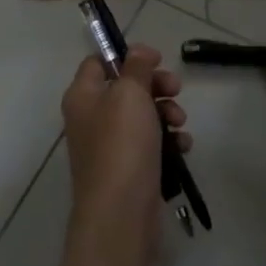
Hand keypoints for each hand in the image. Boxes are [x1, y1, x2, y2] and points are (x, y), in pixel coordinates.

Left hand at [60, 45, 189, 249]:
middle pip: (126, 87)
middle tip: (176, 88)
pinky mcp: (129, 170)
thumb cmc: (121, 145)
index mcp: (83, 96)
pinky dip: (168, 140)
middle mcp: (92, 119)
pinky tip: (182, 146)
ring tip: (180, 121)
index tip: (155, 59)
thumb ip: (136, 66)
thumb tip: (138, 51)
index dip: (126, 55)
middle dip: (156, 85)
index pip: (98, 62)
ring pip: (142, 115)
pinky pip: (151, 144)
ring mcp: (109, 147)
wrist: (120, 215)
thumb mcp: (130, 93)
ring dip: (166, 112)